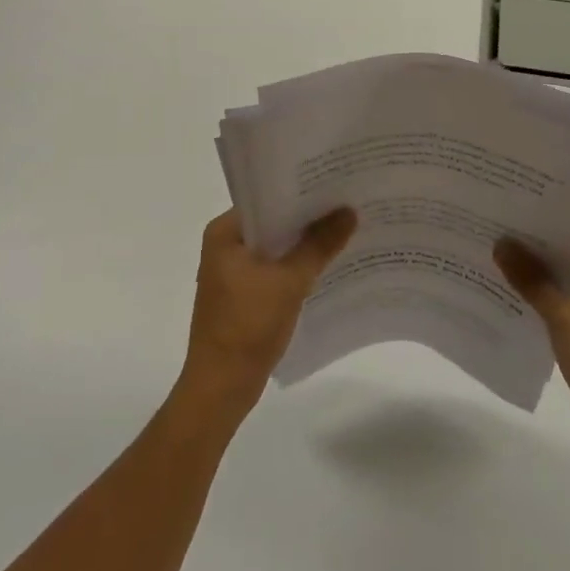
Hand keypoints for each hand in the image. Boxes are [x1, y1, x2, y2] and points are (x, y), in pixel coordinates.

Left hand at [179, 207, 356, 417]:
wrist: (221, 388)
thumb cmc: (248, 326)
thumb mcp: (290, 281)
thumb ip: (319, 244)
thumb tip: (348, 211)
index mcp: (224, 232)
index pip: (266, 198)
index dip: (299, 190)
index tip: (333, 181)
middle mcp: (224, 245)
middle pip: (272, 221)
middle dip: (306, 217)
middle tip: (347, 202)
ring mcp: (232, 272)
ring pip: (275, 246)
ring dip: (304, 243)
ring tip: (344, 228)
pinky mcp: (243, 294)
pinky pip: (274, 268)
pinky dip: (297, 266)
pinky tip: (327, 265)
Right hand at [494, 239, 569, 459]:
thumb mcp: (565, 315)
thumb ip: (531, 278)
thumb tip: (500, 242)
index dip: (543, 220)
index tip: (507, 209)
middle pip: (569, 255)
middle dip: (533, 248)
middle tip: (490, 229)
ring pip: (564, 282)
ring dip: (535, 277)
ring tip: (491, 257)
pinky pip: (564, 306)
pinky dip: (542, 302)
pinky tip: (509, 297)